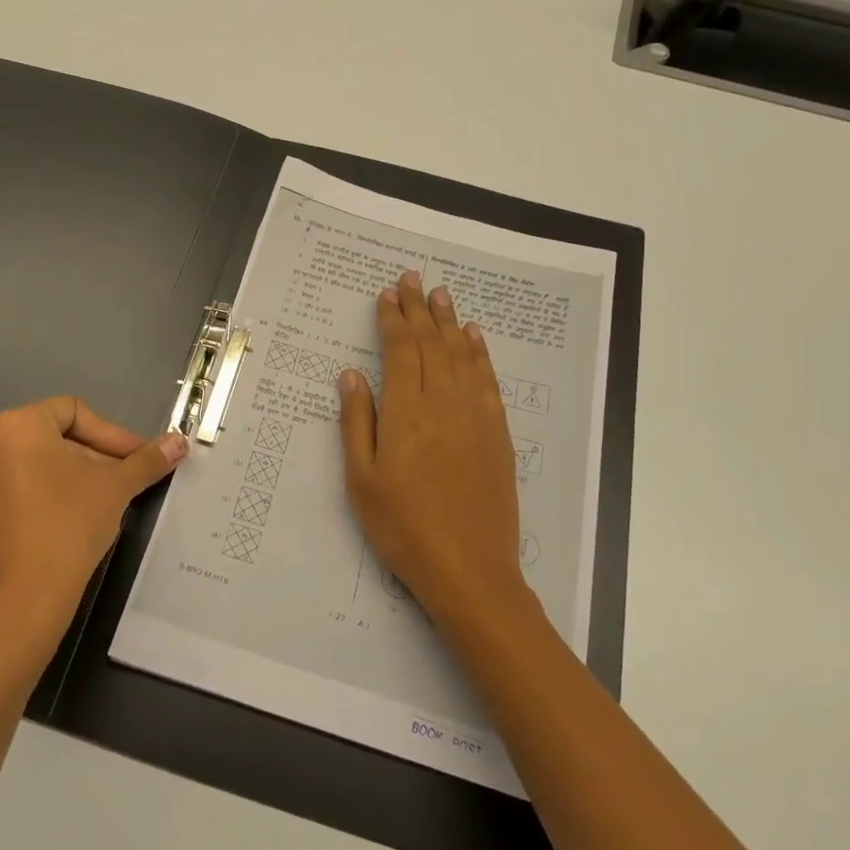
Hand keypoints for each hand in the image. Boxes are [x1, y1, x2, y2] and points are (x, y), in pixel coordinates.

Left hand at [0, 398, 186, 651]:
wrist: (22, 603)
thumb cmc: (71, 527)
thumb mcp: (117, 488)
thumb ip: (147, 460)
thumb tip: (178, 442)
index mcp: (18, 427)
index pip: (72, 412)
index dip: (110, 434)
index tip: (133, 459)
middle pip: (46, 443)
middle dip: (84, 461)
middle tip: (113, 487)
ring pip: (19, 476)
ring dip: (52, 486)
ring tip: (80, 513)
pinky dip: (20, 516)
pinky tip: (42, 537)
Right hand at [336, 270, 527, 631]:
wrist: (469, 570)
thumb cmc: (403, 527)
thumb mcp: (362, 479)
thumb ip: (357, 421)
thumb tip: (351, 374)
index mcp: (406, 412)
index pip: (401, 350)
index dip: (394, 319)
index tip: (387, 294)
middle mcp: (444, 403)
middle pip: (433, 344)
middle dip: (421, 309)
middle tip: (414, 278)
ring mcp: (477, 417)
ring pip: (462, 355)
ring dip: (450, 322)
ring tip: (441, 295)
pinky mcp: (498, 434)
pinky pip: (488, 381)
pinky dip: (480, 353)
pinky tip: (474, 338)